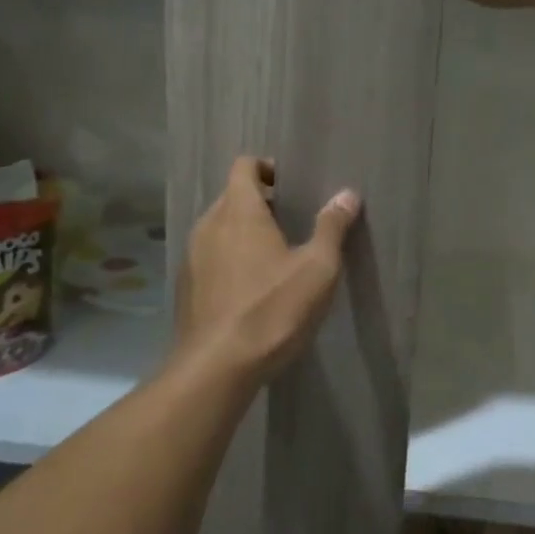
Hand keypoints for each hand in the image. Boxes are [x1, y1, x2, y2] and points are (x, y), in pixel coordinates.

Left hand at [175, 157, 359, 378]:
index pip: (244, 166)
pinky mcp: (187, 286)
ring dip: (243, 230)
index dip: (266, 168)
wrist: (217, 367)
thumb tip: (347, 194)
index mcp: (239, 211)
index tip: (291, 186)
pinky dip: (230, 257)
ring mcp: (192, 256)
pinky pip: (210, 255)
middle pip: (231, 196)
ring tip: (275, 254)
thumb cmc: (272, 309)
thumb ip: (332, 227)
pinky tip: (252, 286)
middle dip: (259, 200)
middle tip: (291, 220)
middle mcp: (209, 225)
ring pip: (219, 227)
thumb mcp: (317, 268)